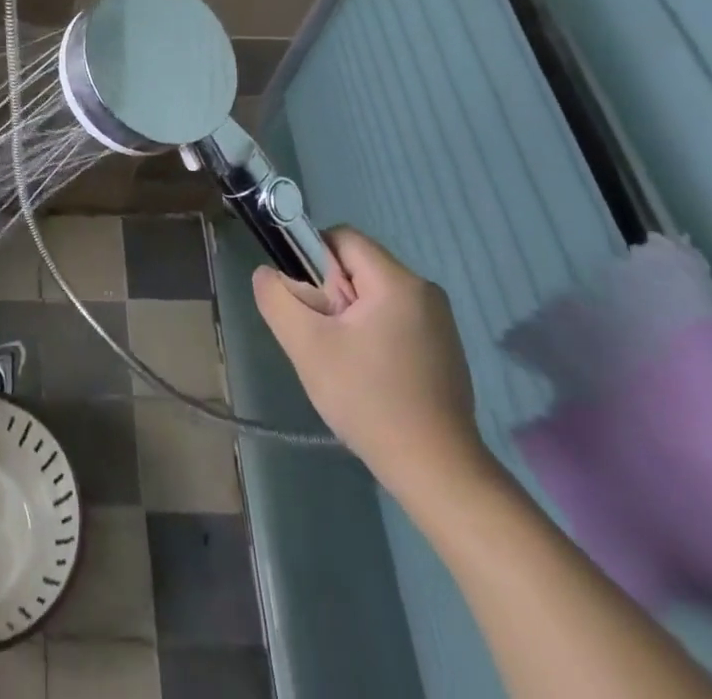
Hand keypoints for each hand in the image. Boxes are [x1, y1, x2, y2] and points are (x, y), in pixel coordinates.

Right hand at [252, 226, 485, 501]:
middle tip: (323, 339)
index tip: (308, 305)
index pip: (341, 238)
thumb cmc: (369, 400)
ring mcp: (439, 321)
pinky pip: (393, 318)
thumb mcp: (306, 345)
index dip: (312, 261)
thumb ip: (277, 298)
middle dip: (330, 295)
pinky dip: (372, 335)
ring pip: (372, 295)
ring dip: (349, 318)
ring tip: (344, 362)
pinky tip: (369, 377)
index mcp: (397, 281)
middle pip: (357, 267)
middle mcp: (424, 290)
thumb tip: (267, 273)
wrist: (437, 472)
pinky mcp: (444, 348)